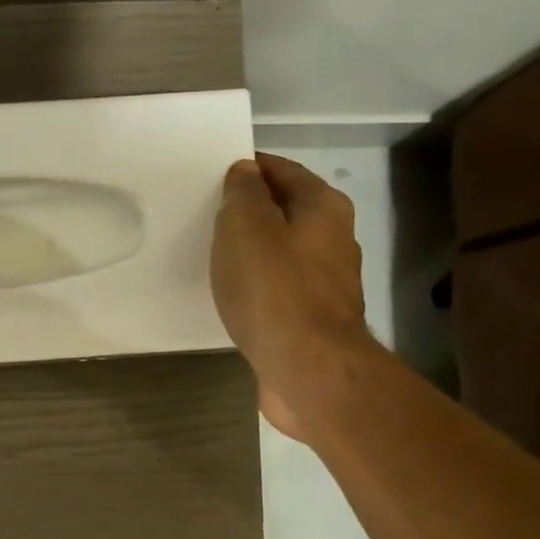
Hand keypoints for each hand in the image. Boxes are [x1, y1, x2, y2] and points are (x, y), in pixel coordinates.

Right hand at [211, 156, 377, 438]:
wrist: (308, 369)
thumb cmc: (274, 290)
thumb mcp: (246, 228)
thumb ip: (243, 194)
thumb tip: (245, 173)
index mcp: (323, 207)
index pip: (282, 170)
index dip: (248, 169)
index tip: (211, 178)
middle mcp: (333, 238)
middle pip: (285, 211)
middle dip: (249, 210)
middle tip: (206, 216)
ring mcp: (326, 282)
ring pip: (282, 251)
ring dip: (252, 250)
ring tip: (212, 255)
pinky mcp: (313, 318)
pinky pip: (278, 288)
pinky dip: (256, 284)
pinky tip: (232, 295)